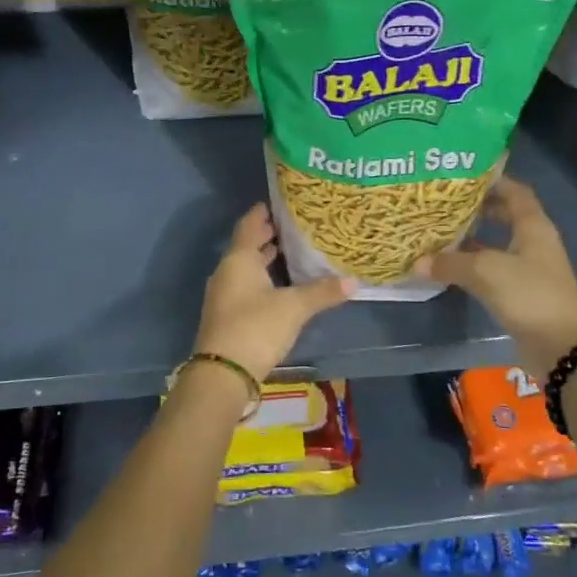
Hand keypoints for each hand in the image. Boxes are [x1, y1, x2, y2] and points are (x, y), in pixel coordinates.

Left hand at [194, 204, 353, 384]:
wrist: (223, 373)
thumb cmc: (256, 327)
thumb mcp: (294, 307)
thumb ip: (322, 292)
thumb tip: (354, 281)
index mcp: (239, 260)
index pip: (249, 225)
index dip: (262, 213)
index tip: (277, 203)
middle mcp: (227, 272)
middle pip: (246, 246)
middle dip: (266, 236)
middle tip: (291, 225)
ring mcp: (224, 295)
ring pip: (245, 268)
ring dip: (264, 259)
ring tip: (289, 251)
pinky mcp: (227, 315)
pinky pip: (245, 286)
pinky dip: (261, 279)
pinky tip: (280, 285)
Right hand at [412, 176, 576, 370]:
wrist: (561, 348)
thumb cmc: (529, 295)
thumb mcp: (486, 272)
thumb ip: (450, 263)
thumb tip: (417, 262)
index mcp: (534, 227)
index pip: (515, 191)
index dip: (492, 181)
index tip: (463, 176)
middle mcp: (534, 242)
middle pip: (506, 215)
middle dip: (478, 208)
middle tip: (446, 203)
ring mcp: (530, 268)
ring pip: (498, 244)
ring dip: (474, 238)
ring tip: (442, 231)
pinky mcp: (523, 292)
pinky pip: (495, 269)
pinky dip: (475, 265)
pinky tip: (451, 267)